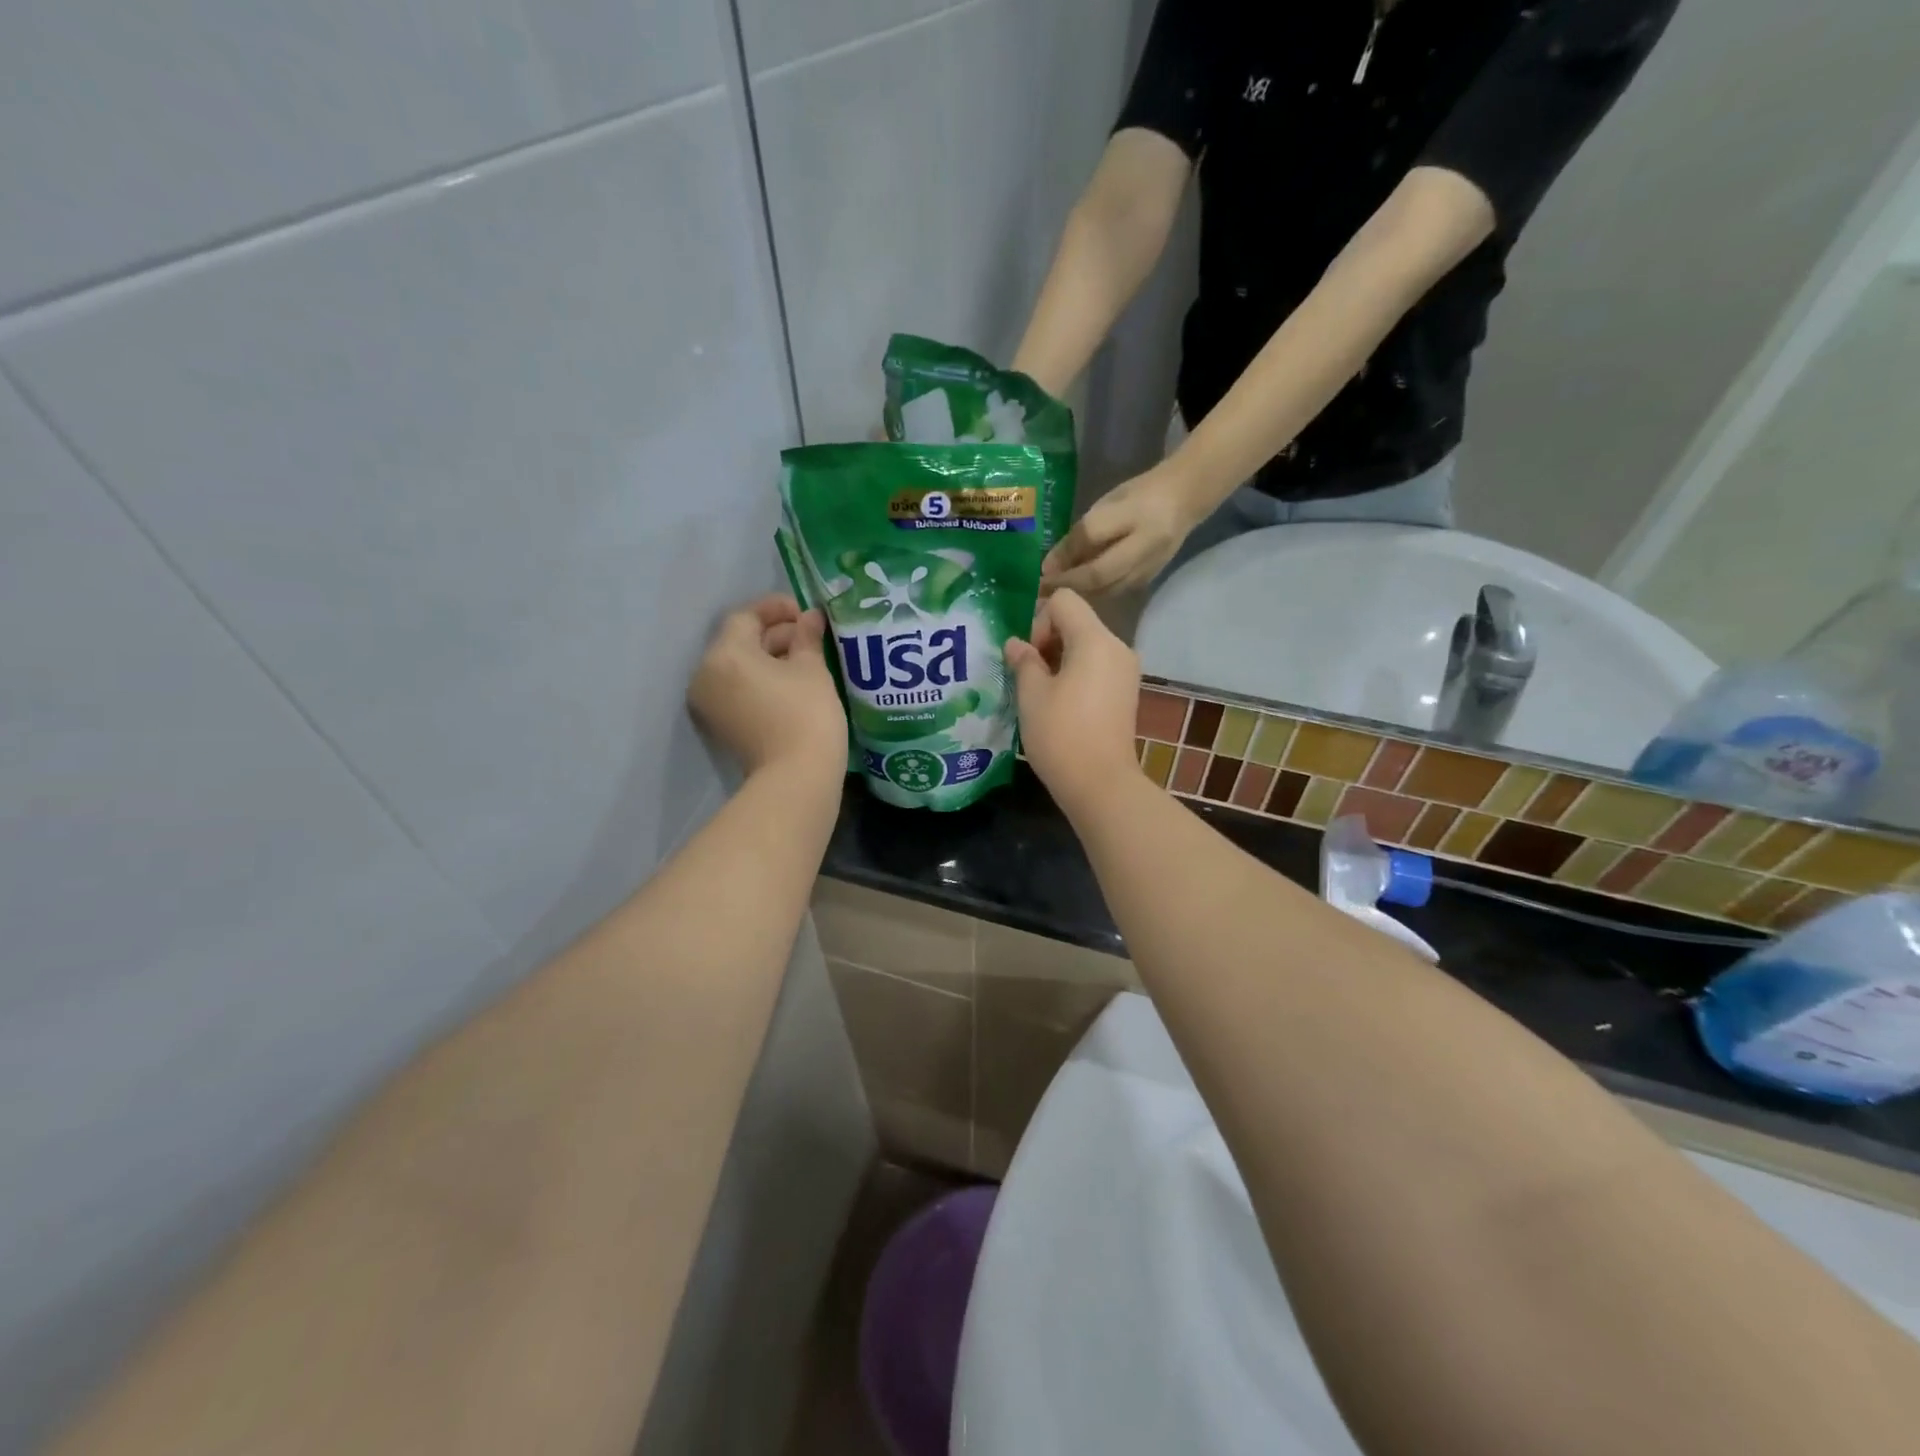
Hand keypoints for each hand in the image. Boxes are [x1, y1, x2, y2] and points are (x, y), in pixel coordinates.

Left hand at [689, 595, 844, 779]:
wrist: (796, 777)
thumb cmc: (806, 714)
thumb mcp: (812, 669)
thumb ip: (806, 637)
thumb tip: (809, 617)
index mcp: (725, 654)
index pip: (746, 617)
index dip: (777, 609)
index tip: (806, 613)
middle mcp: (706, 675)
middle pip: (738, 642)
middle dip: (774, 635)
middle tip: (810, 637)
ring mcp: (709, 703)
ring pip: (738, 667)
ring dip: (768, 658)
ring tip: (805, 660)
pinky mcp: (720, 725)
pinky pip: (737, 690)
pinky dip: (760, 680)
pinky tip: (791, 683)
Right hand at [1004, 590, 1141, 815]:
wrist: (1101, 784)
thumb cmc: (1061, 735)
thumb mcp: (1032, 695)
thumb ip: (1023, 661)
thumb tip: (1015, 644)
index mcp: (1096, 640)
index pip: (1064, 601)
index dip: (1038, 621)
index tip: (1030, 658)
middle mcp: (1118, 647)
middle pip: (1077, 621)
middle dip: (1048, 641)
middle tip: (1029, 677)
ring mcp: (1126, 671)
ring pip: (1087, 645)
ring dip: (1060, 659)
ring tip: (1042, 693)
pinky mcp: (1126, 692)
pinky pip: (1097, 666)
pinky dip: (1077, 674)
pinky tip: (1061, 704)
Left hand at [1041, 461, 1204, 595]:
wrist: (1184, 500)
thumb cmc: (1139, 495)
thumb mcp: (1107, 503)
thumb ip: (1082, 533)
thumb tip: (1050, 565)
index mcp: (1134, 511)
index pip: (1092, 533)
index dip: (1064, 553)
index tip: (1041, 569)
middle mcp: (1145, 542)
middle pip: (1100, 572)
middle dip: (1068, 583)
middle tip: (1043, 592)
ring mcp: (1151, 563)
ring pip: (1107, 588)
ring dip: (1079, 594)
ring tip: (1055, 597)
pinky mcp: (1150, 579)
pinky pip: (1116, 592)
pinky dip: (1094, 595)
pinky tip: (1078, 594)